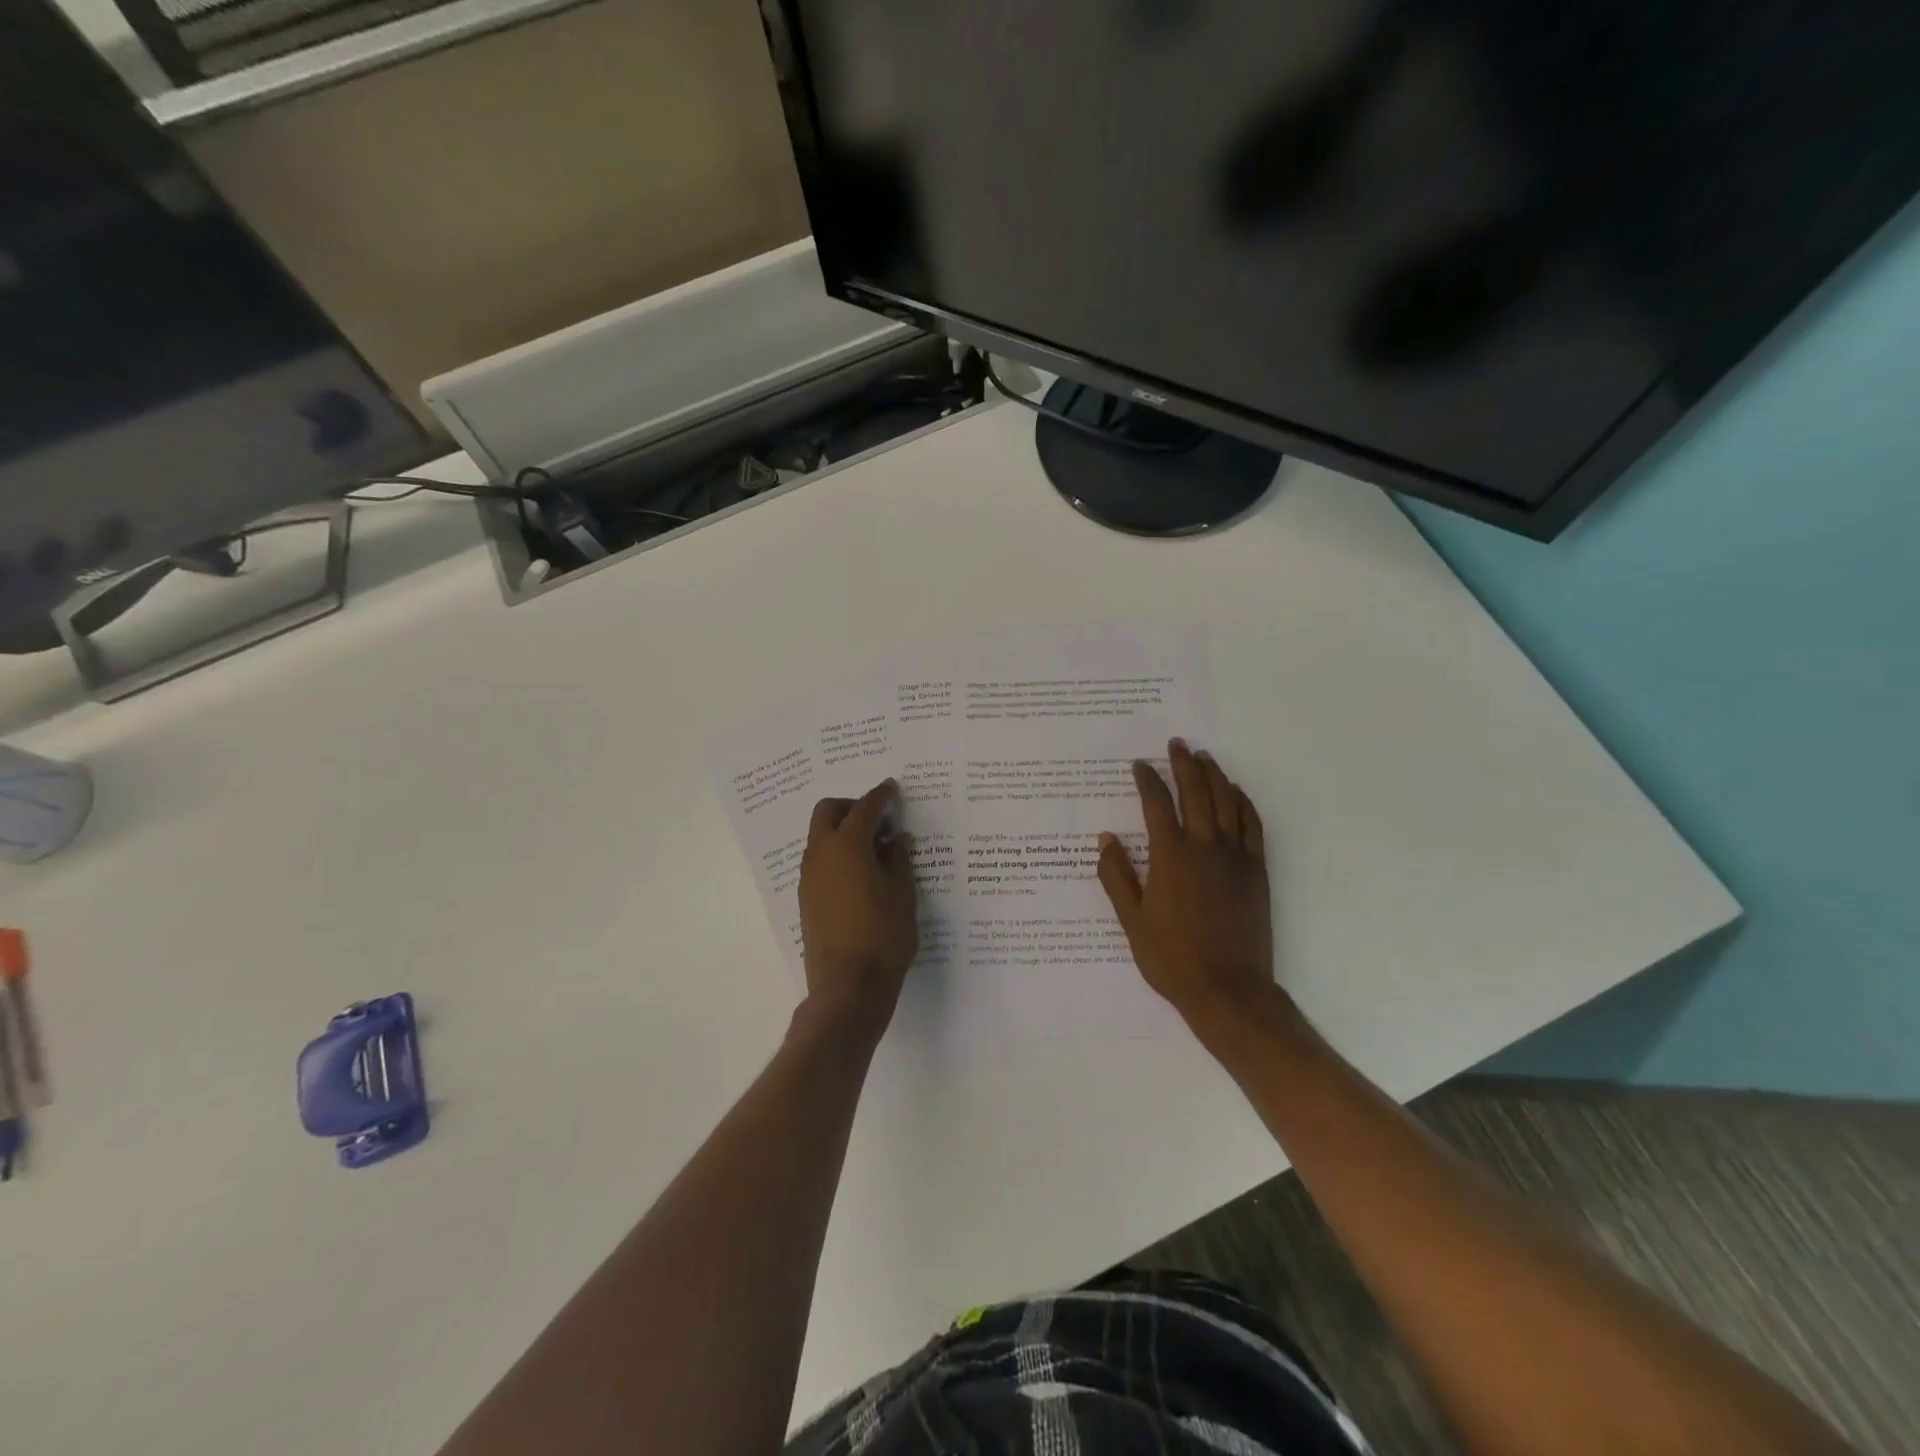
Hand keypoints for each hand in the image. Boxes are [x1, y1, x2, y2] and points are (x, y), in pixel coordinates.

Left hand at [798, 779, 918, 1024]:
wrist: (848, 987)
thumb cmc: (883, 935)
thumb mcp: (903, 893)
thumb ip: (899, 859)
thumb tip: (896, 839)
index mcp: (847, 845)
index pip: (864, 808)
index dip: (880, 796)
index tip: (892, 789)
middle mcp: (821, 854)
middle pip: (828, 812)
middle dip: (851, 806)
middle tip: (879, 818)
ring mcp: (809, 877)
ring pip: (820, 837)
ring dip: (842, 831)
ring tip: (875, 849)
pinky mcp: (806, 899)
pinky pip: (819, 861)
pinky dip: (837, 854)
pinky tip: (862, 874)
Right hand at [1097, 739, 1283, 1032]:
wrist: (1228, 989)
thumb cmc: (1171, 957)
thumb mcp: (1131, 920)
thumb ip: (1117, 876)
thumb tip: (1107, 839)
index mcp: (1170, 856)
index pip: (1157, 804)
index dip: (1147, 780)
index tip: (1140, 765)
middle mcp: (1204, 846)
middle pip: (1195, 792)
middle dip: (1183, 764)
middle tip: (1176, 744)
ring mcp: (1235, 856)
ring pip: (1226, 802)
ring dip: (1214, 775)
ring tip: (1204, 757)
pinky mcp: (1256, 870)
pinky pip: (1252, 825)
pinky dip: (1243, 802)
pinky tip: (1236, 792)